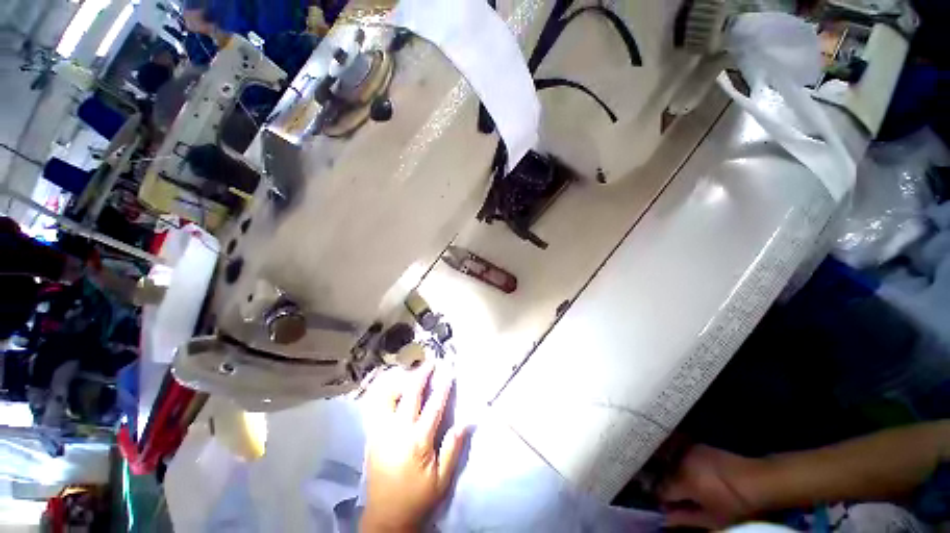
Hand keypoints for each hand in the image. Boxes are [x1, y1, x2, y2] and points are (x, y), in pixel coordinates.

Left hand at [362, 362, 468, 532]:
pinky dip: (387, 394)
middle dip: (421, 375)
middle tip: (430, 363)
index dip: (443, 386)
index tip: (449, 371)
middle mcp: (397, 431)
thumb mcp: (442, 479)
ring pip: (388, 396)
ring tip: (411, 375)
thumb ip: (453, 448)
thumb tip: (466, 421)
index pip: (434, 405)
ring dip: (400, 382)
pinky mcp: (372, 436)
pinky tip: (394, 390)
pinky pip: (377, 407)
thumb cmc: (418, 498)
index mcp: (418, 441)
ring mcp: (381, 432)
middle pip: (410, 394)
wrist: (385, 518)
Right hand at [659, 445, 763, 528]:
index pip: (660, 491)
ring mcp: (687, 451)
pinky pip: (679, 456)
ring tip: (681, 488)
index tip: (664, 509)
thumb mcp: (711, 519)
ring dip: (670, 475)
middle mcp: (679, 462)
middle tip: (674, 500)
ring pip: (669, 464)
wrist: (757, 480)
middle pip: (663, 475)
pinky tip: (689, 475)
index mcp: (681, 481)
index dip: (660, 501)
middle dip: (664, 486)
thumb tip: (664, 519)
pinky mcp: (695, 446)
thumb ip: (684, 519)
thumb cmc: (734, 504)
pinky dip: (679, 465)